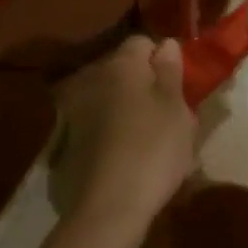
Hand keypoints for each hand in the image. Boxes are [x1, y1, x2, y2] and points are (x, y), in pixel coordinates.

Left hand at [55, 36, 194, 231]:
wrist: (109, 205)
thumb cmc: (154, 148)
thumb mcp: (176, 106)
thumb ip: (170, 70)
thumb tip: (164, 44)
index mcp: (122, 63)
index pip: (143, 42)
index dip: (163, 59)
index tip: (179, 85)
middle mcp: (93, 76)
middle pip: (124, 68)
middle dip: (144, 82)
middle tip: (169, 112)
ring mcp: (76, 107)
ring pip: (110, 95)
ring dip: (126, 106)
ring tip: (149, 136)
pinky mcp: (68, 138)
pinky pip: (98, 121)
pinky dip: (111, 129)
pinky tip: (126, 153)